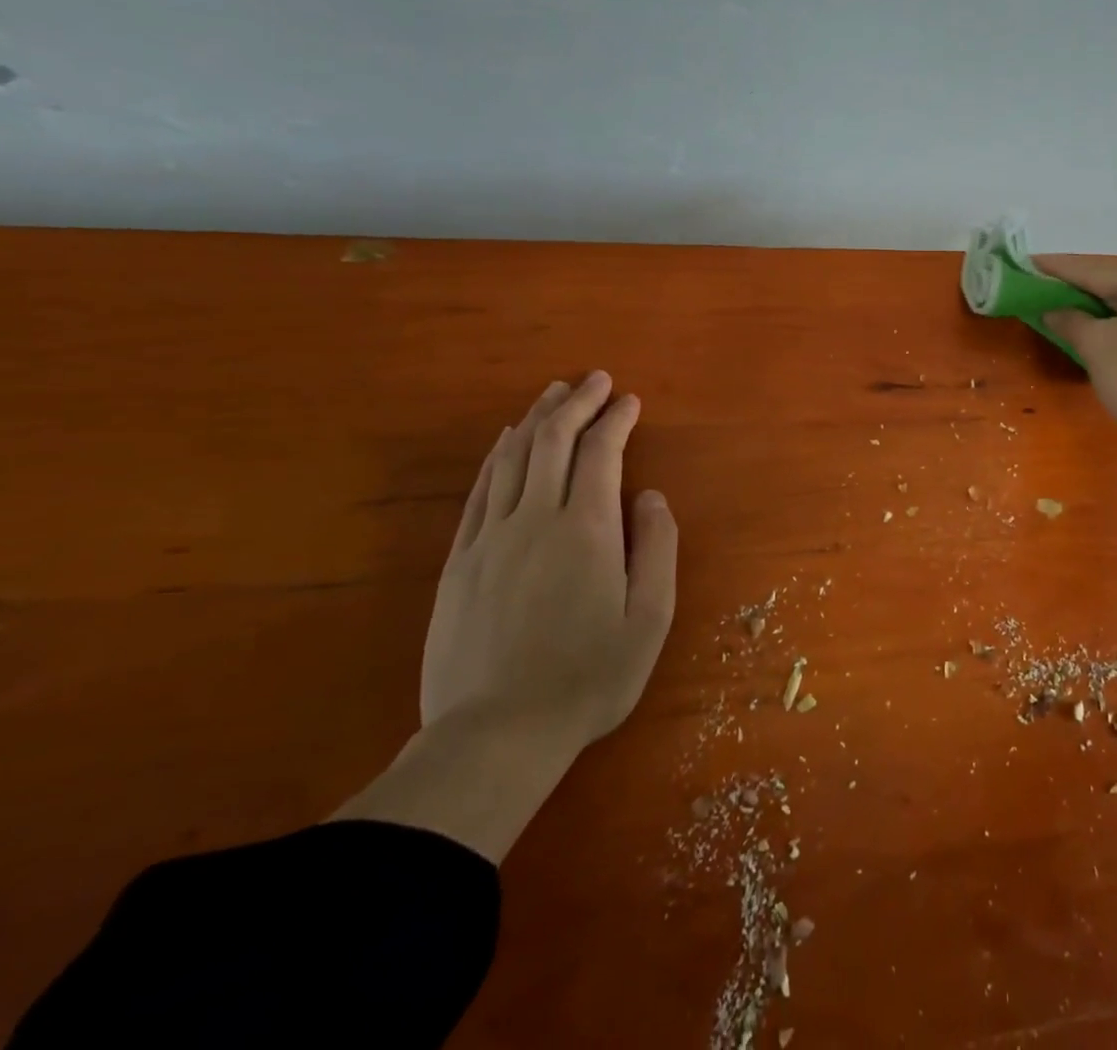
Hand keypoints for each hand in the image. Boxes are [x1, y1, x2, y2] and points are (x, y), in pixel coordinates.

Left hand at [422, 373, 677, 750]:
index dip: (616, 419)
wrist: (496, 735)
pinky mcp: (459, 560)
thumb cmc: (589, 678)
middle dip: (577, 403)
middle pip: (552, 440)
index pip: (601, 453)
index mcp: (586, 529)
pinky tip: (506, 442)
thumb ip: (657, 548)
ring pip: (511, 457)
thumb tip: (649, 497)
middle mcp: (535, 518)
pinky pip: (479, 491)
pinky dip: (497, 456)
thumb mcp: (650, 619)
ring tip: (554, 394)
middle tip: (595, 380)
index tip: (630, 400)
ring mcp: (490, 537)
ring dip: (536, 418)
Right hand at [1038, 256, 1116, 451]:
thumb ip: (1069, 320)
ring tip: (1075, 315)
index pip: (1090, 269)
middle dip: (1081, 290)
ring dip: (1106, 308)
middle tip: (1046, 295)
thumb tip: (1053, 310)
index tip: (1026, 266)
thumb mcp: (1095, 347)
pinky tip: (1114, 334)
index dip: (1054, 270)